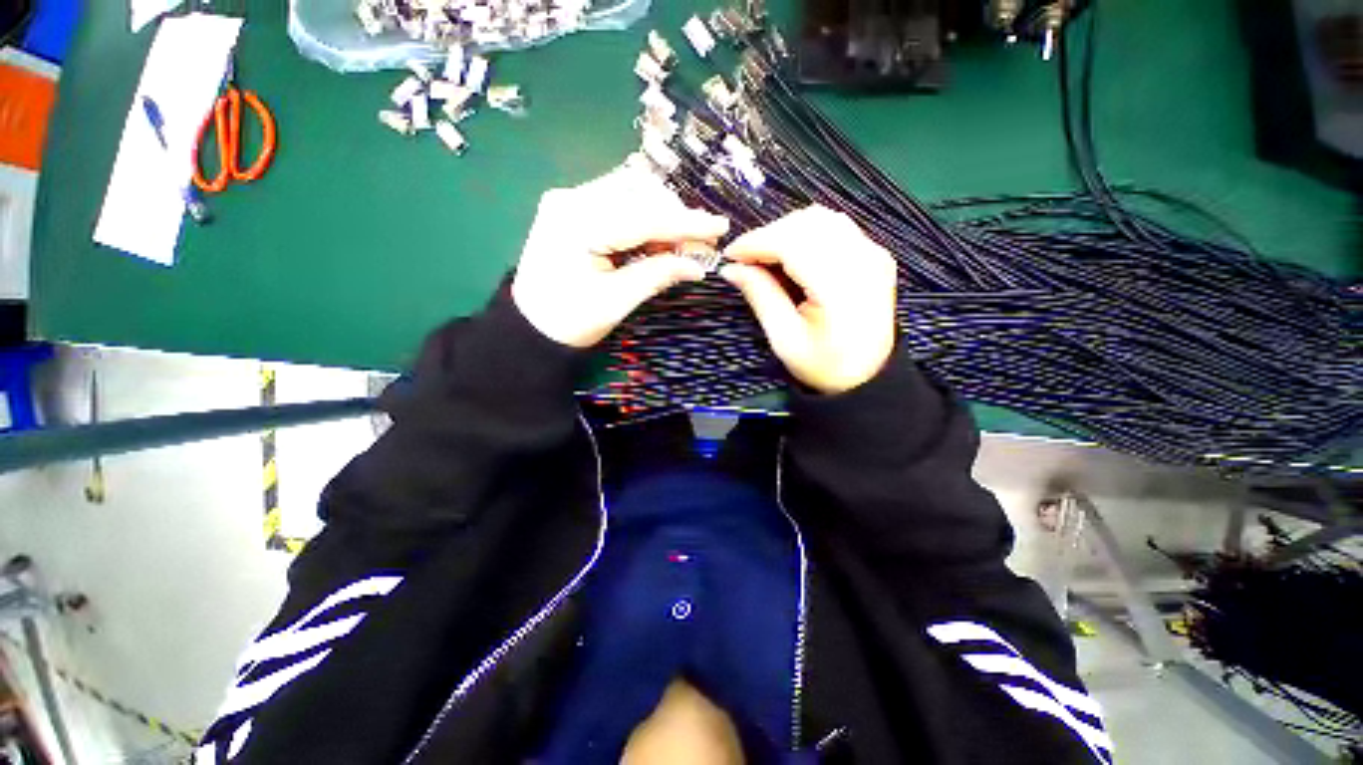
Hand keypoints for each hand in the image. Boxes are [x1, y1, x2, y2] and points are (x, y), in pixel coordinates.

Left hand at [511, 159, 729, 347]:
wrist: (530, 327)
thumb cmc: (570, 322)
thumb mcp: (617, 302)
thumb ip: (658, 276)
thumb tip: (698, 266)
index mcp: (578, 224)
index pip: (644, 217)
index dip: (686, 223)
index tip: (720, 227)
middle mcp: (570, 198)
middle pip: (639, 192)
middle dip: (674, 216)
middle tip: (698, 246)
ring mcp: (568, 198)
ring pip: (631, 191)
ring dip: (660, 214)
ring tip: (675, 246)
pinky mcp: (572, 206)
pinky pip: (618, 200)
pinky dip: (643, 217)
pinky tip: (652, 240)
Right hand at [721, 206, 896, 393]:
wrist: (869, 375)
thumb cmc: (823, 365)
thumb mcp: (784, 339)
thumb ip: (760, 296)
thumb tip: (731, 268)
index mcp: (840, 288)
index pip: (793, 243)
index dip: (757, 242)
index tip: (730, 255)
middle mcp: (863, 261)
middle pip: (807, 222)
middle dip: (769, 235)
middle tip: (745, 260)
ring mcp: (873, 254)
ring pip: (822, 218)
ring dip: (786, 231)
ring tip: (765, 257)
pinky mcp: (874, 254)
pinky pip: (835, 227)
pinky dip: (806, 233)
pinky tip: (791, 255)